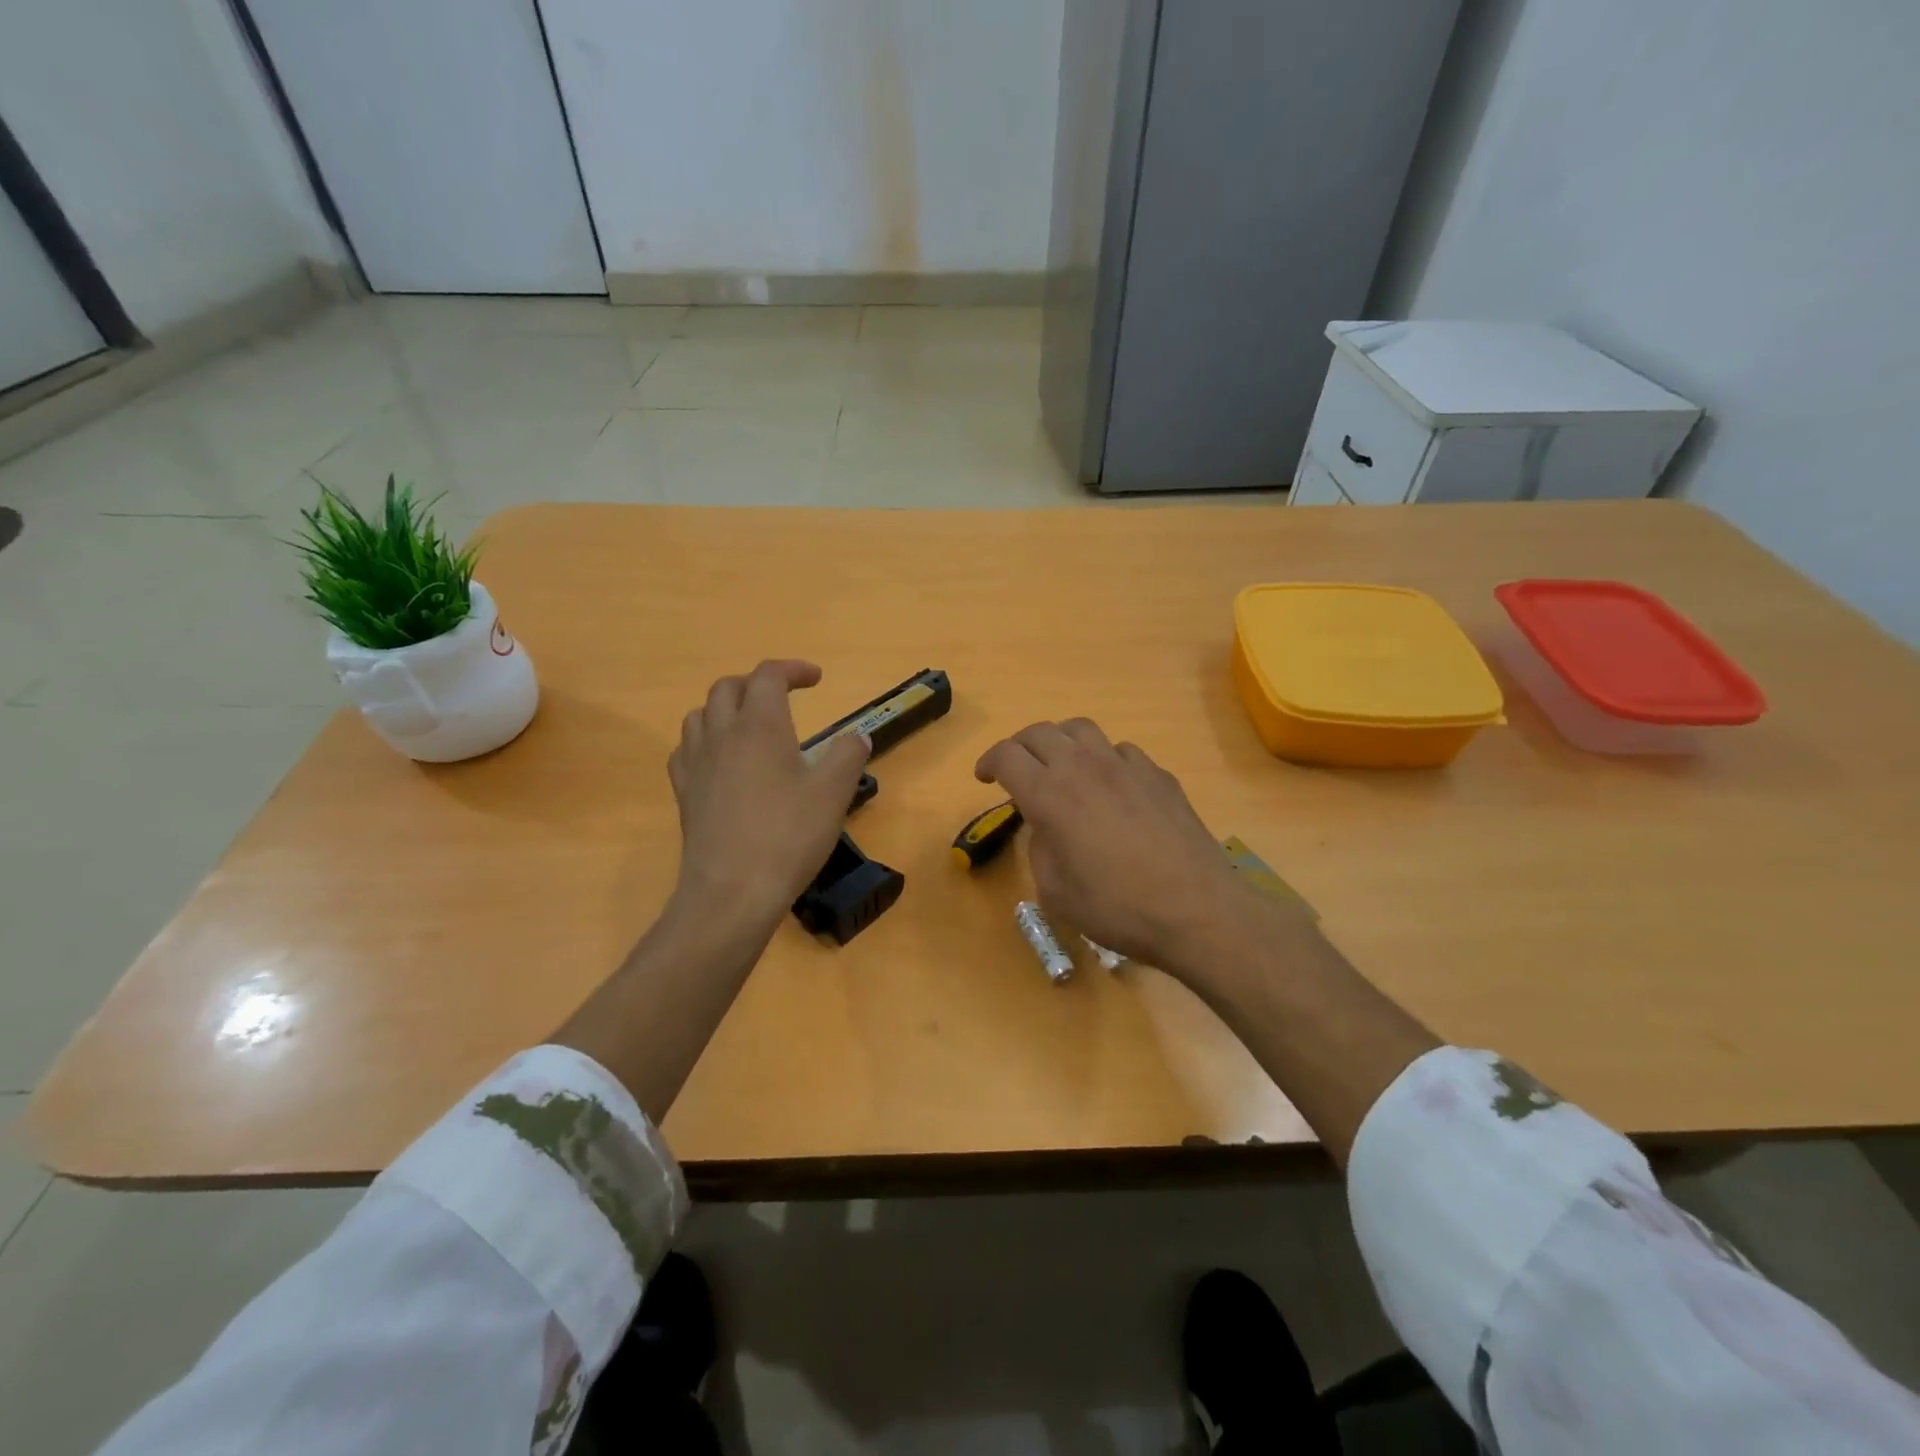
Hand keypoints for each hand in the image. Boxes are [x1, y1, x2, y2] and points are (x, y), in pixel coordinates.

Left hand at [667, 660, 871, 929]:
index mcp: (759, 726)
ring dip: (726, 708)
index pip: (768, 676)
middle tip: (784, 697)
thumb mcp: (834, 794)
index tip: (816, 679)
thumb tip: (856, 736)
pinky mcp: (684, 792)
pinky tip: (720, 760)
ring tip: (749, 724)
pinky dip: (705, 740)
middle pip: (728, 688)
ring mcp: (696, 764)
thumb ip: (848, 756)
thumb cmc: (788, 836)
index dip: (793, 669)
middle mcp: (721, 735)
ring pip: (700, 714)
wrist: (732, 891)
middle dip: (757, 683)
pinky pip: (686, 749)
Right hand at [975, 719, 1266, 973]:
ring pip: (1081, 729)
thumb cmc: (1115, 908)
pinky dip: (1103, 759)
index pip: (1006, 755)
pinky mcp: (1158, 775)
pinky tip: (1110, 786)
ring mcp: (1125, 766)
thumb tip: (1045, 825)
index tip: (985, 778)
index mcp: (1050, 794)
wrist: (1195, 910)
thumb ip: (1039, 847)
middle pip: (1040, 732)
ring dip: (1060, 742)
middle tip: (1016, 769)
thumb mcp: (1055, 891)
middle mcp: (1084, 767)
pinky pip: (1120, 751)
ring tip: (1060, 765)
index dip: (988, 762)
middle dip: (1019, 746)